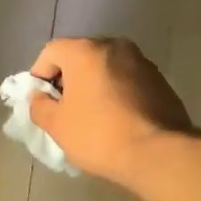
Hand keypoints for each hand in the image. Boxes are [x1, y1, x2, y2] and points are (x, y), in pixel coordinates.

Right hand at [28, 37, 190, 186]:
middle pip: (80, 57)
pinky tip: (117, 121)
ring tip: (92, 117)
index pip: (51, 52)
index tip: (42, 102)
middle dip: (68, 80)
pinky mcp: (160, 81)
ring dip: (94, 86)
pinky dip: (116, 94)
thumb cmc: (99, 135)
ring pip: (106, 69)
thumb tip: (40, 98)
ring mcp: (142, 62)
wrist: (159, 154)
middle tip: (64, 110)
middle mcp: (115, 46)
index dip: (40, 76)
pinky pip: (127, 81)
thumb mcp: (57, 125)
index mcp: (86, 51)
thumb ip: (39, 106)